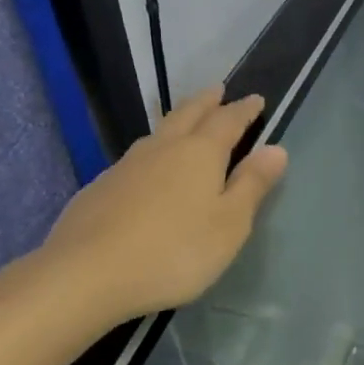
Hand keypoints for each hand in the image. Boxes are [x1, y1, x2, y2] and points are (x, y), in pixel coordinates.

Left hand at [39, 86, 288, 321]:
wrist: (87, 273)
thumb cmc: (174, 251)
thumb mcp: (229, 225)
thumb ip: (252, 185)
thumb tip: (276, 148)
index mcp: (200, 153)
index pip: (228, 121)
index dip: (244, 110)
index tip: (256, 99)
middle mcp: (164, 148)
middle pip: (188, 114)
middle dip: (207, 101)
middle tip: (218, 91)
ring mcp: (127, 165)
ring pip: (159, 132)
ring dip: (177, 119)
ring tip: (185, 119)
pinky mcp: (101, 186)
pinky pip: (136, 156)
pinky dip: (153, 150)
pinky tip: (148, 167)